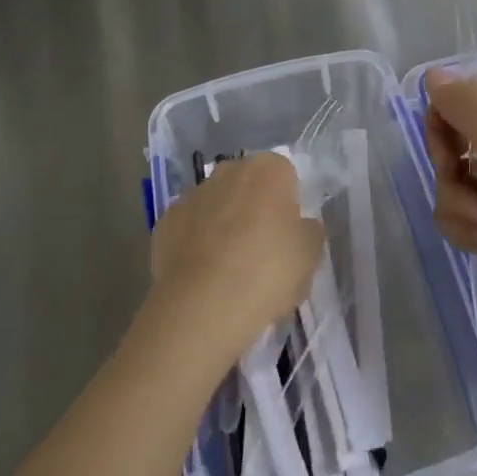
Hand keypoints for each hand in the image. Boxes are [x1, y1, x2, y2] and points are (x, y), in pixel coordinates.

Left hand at [149, 151, 323, 367]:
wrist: (202, 306)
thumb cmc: (267, 273)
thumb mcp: (310, 256)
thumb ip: (309, 231)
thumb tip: (300, 225)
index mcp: (268, 169)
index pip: (285, 174)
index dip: (288, 204)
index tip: (288, 235)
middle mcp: (228, 170)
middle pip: (248, 184)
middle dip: (254, 208)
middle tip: (262, 250)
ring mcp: (193, 194)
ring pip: (216, 204)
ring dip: (223, 224)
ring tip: (229, 268)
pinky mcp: (166, 220)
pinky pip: (190, 227)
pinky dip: (196, 243)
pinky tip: (202, 275)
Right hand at [423, 69, 476, 345]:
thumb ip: (462, 103)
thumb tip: (434, 73)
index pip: (474, 92)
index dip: (450, 107)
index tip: (439, 126)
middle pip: (455, 135)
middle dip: (450, 162)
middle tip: (458, 174)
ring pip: (450, 178)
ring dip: (459, 202)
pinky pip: (457, 212)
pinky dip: (467, 228)